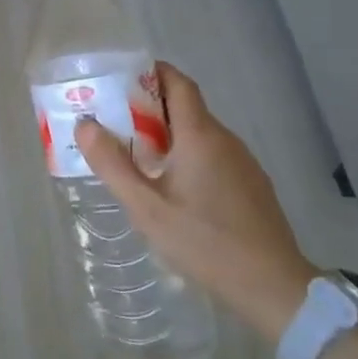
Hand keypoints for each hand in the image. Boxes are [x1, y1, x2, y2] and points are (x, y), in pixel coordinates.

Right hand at [76, 62, 316, 343]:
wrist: (272, 286)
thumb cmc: (204, 242)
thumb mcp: (147, 208)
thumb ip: (113, 165)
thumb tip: (85, 125)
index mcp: (200, 135)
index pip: (178, 83)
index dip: (151, 73)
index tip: (120, 79)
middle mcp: (225, 139)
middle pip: (186, 106)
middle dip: (149, 106)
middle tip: (114, 121)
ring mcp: (243, 162)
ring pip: (199, 133)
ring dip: (167, 134)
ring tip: (134, 154)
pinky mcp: (251, 184)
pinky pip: (213, 154)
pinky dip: (187, 154)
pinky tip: (170, 185)